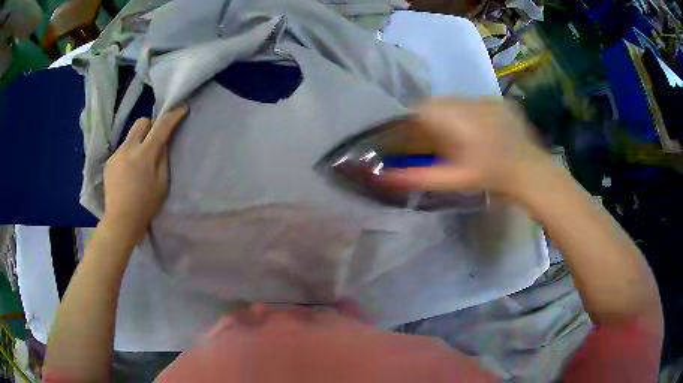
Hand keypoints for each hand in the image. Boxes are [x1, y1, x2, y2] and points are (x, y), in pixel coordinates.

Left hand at [101, 105, 187, 242]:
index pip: (161, 127)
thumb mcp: (162, 184)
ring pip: (130, 137)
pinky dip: (128, 155)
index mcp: (144, 154)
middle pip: (141, 122)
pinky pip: (122, 150)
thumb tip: (163, 143)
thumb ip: (163, 159)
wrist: (120, 221)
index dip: (172, 116)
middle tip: (154, 141)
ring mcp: (116, 155)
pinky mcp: (109, 162)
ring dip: (138, 142)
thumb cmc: (145, 206)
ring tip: (139, 164)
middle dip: (150, 126)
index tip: (181, 108)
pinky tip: (128, 173)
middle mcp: (128, 148)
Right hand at [384, 99, 552, 200]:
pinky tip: (477, 132)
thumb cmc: (491, 176)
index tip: (414, 140)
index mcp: (454, 116)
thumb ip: (418, 176)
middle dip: (431, 120)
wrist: (531, 171)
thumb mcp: (454, 179)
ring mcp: (486, 99)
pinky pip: (473, 103)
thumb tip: (384, 176)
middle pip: (436, 104)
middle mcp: (467, 100)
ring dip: (450, 116)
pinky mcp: (498, 102)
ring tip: (459, 138)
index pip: (419, 109)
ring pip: (455, 102)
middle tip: (437, 143)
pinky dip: (467, 114)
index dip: (412, 123)